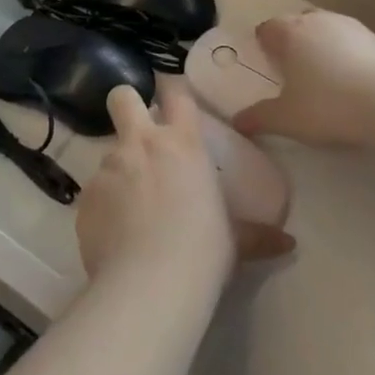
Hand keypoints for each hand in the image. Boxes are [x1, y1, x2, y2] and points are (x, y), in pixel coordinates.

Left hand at [76, 80, 291, 285]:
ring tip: (131, 212)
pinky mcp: (85, 197)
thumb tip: (288, 243)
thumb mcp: (234, 241)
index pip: (176, 92)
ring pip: (108, 154)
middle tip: (135, 128)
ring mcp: (109, 167)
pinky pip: (94, 195)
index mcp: (182, 143)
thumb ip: (256, 235)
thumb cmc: (203, 252)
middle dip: (126, 104)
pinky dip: (103, 210)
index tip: (172, 98)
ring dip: (118, 173)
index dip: (172, 89)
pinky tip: (114, 239)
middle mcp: (142, 143)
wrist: (150, 285)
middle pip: (123, 97)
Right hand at [234, 11, 374, 149]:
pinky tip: (357, 81)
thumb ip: (259, 118)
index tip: (267, 61)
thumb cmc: (328, 106)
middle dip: (294, 40)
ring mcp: (353, 27)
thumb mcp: (287, 119)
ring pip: (329, 28)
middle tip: (294, 69)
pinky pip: (356, 43)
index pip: (268, 28)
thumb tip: (237, 122)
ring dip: (324, 44)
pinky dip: (351, 55)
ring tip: (327, 75)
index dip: (265, 43)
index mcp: (291, 33)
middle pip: (298, 22)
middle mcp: (319, 21)